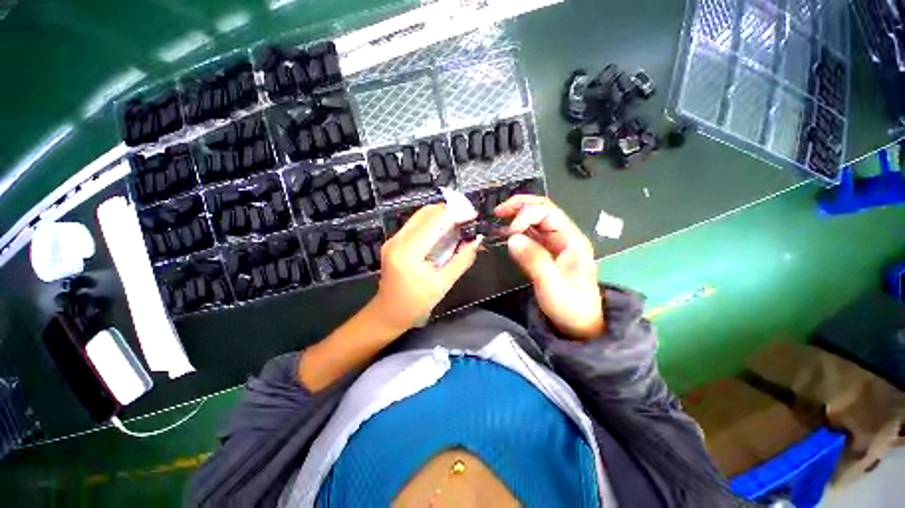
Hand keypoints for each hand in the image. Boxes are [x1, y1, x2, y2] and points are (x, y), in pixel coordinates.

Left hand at [372, 204, 481, 330]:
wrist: (389, 312)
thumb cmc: (416, 303)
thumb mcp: (443, 284)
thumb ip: (461, 260)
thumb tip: (476, 240)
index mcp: (408, 253)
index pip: (434, 223)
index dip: (455, 214)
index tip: (473, 214)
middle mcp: (397, 240)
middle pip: (425, 214)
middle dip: (449, 210)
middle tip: (468, 216)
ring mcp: (393, 239)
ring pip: (420, 216)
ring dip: (441, 215)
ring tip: (460, 221)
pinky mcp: (394, 241)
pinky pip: (415, 224)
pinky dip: (433, 222)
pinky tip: (445, 229)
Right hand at [495, 196, 603, 339]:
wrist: (580, 325)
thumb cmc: (570, 306)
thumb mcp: (552, 285)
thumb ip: (534, 260)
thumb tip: (512, 237)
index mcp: (572, 240)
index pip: (549, 212)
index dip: (527, 215)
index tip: (510, 232)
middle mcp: (565, 236)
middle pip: (543, 209)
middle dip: (520, 206)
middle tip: (499, 211)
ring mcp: (556, 243)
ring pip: (536, 219)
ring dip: (517, 215)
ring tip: (498, 217)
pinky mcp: (547, 251)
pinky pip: (531, 234)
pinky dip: (517, 230)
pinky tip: (505, 232)